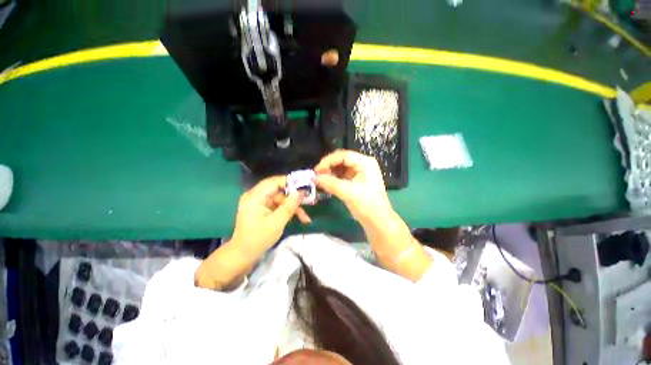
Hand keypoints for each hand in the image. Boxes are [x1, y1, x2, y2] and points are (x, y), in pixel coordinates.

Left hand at [231, 176, 309, 255]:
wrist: (243, 255)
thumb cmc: (258, 239)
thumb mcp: (277, 222)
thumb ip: (289, 205)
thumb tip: (301, 191)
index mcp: (255, 197)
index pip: (274, 182)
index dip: (290, 182)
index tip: (305, 186)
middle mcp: (255, 195)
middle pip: (279, 190)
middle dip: (294, 197)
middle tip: (308, 201)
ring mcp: (259, 202)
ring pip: (281, 199)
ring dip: (293, 207)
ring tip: (305, 218)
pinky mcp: (262, 208)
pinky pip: (278, 205)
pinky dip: (287, 210)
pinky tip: (298, 218)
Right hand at [314, 150, 391, 225]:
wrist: (378, 222)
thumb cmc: (367, 205)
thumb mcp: (348, 193)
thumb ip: (330, 183)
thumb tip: (313, 177)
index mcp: (365, 163)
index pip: (343, 155)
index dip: (328, 161)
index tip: (316, 170)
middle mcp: (363, 164)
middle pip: (341, 160)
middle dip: (328, 167)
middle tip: (316, 175)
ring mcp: (360, 173)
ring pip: (340, 168)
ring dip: (330, 173)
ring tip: (320, 180)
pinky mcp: (356, 181)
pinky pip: (342, 176)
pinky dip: (333, 179)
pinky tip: (326, 184)